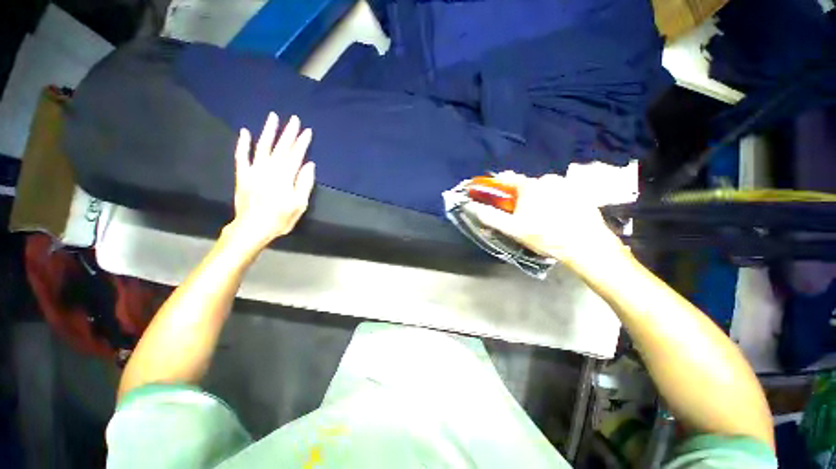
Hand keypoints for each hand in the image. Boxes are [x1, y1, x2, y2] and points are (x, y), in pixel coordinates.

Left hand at [226, 112, 315, 250]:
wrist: (252, 227)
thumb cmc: (280, 218)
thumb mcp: (299, 204)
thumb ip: (304, 183)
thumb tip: (309, 164)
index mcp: (285, 176)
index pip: (295, 155)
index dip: (302, 142)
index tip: (307, 131)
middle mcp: (269, 169)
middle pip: (281, 147)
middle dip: (289, 133)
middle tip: (294, 119)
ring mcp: (254, 170)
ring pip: (262, 146)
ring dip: (268, 131)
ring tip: (273, 117)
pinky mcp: (243, 175)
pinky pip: (242, 156)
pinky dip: (243, 144)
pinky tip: (245, 132)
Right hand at [466, 172, 625, 268]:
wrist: (586, 246)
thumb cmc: (544, 236)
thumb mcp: (512, 229)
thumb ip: (490, 216)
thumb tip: (472, 207)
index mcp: (530, 185)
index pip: (507, 179)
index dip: (499, 186)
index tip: (496, 194)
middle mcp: (548, 178)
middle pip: (527, 186)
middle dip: (522, 198)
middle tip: (524, 216)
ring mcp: (567, 184)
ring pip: (544, 189)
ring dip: (539, 199)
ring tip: (543, 219)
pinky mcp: (581, 192)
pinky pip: (560, 193)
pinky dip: (555, 201)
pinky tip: (559, 217)